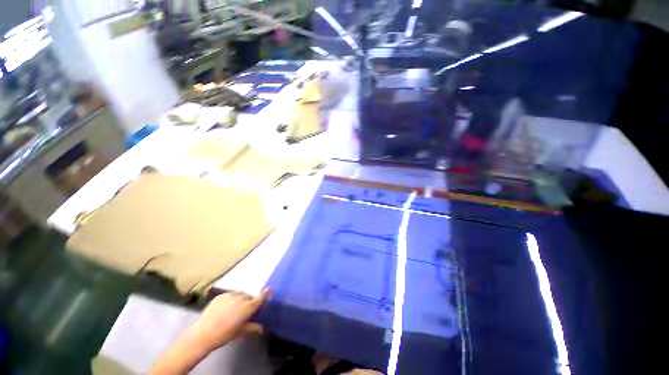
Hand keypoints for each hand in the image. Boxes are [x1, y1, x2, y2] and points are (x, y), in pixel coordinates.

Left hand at [188, 288, 270, 350]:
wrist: (203, 333)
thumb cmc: (224, 334)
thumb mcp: (240, 332)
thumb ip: (252, 327)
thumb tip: (262, 329)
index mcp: (247, 307)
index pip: (259, 298)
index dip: (265, 293)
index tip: (270, 289)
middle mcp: (241, 298)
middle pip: (249, 296)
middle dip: (250, 301)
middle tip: (246, 309)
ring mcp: (230, 295)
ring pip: (240, 295)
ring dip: (241, 299)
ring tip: (235, 308)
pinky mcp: (221, 295)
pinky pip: (230, 295)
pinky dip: (231, 299)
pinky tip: (226, 307)